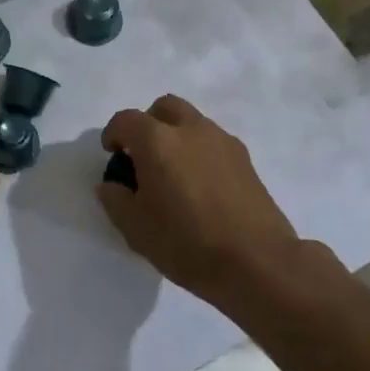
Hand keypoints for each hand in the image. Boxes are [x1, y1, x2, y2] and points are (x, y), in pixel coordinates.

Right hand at [96, 95, 300, 311]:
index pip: (126, 120)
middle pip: (164, 108)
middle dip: (148, 124)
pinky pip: (213, 143)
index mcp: (158, 141)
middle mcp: (191, 130)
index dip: (113, 134)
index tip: (112, 156)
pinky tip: (200, 187)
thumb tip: (112, 185)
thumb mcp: (135, 228)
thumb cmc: (187, 243)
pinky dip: (199, 152)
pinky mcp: (245, 160)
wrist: (257, 262)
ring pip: (192, 122)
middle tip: (143, 157)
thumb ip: (115, 199)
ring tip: (173, 175)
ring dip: (176, 137)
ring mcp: (223, 142)